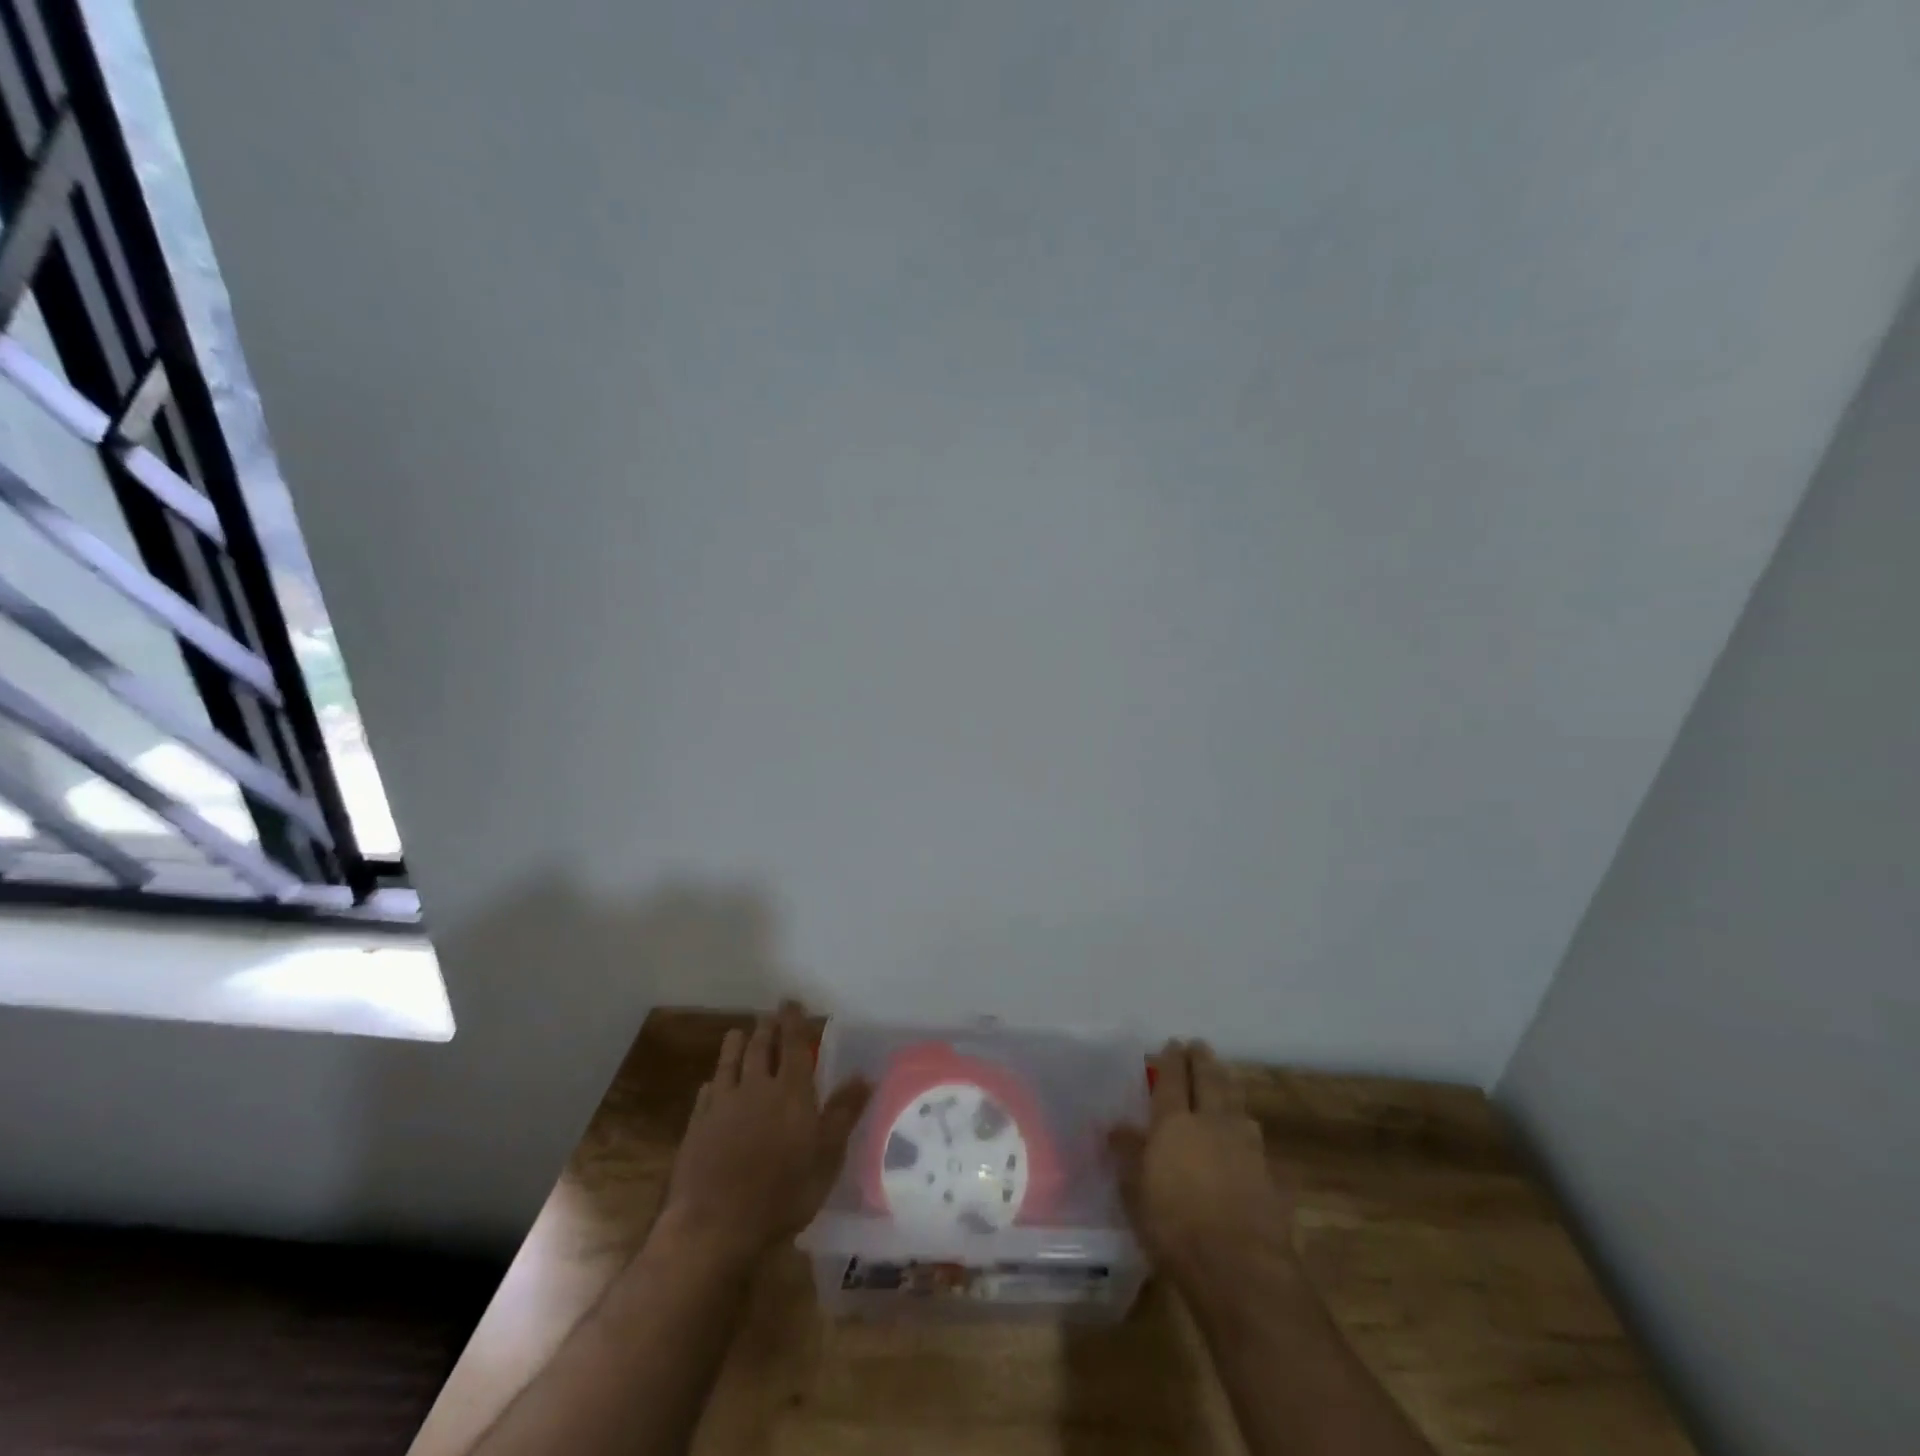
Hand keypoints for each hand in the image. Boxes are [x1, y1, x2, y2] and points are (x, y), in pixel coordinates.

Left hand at [657, 1002, 870, 1261]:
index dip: (793, 1021)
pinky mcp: (697, 1127)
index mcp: (791, 1090)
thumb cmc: (783, 1192)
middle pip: (760, 1048)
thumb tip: (864, 1075)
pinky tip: (710, 1084)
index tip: (791, 1002)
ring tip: (738, 1032)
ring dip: (735, 1045)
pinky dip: (712, 1083)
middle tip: (768, 1016)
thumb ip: (844, 1112)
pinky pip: (706, 1094)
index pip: (793, 1044)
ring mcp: (722, 1105)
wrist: (716, 1224)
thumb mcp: (827, 1156)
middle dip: (765, 1029)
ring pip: (729, 1063)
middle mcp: (756, 1087)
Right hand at [1110, 1039, 1295, 1286]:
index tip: (1172, 1044)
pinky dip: (1243, 1120)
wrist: (1241, 1269)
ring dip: (1227, 1083)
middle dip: (1203, 1060)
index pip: (1172, 1078)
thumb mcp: (1136, 1192)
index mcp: (1174, 1122)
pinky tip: (1244, 1127)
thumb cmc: (1176, 1228)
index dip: (1171, 1059)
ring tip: (1223, 1076)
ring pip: (1236, 1100)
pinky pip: (1252, 1132)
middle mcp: (1211, 1122)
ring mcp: (1244, 1144)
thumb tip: (1117, 1127)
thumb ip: (1128, 1154)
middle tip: (1198, 1046)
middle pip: (1209, 1079)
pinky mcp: (1267, 1171)